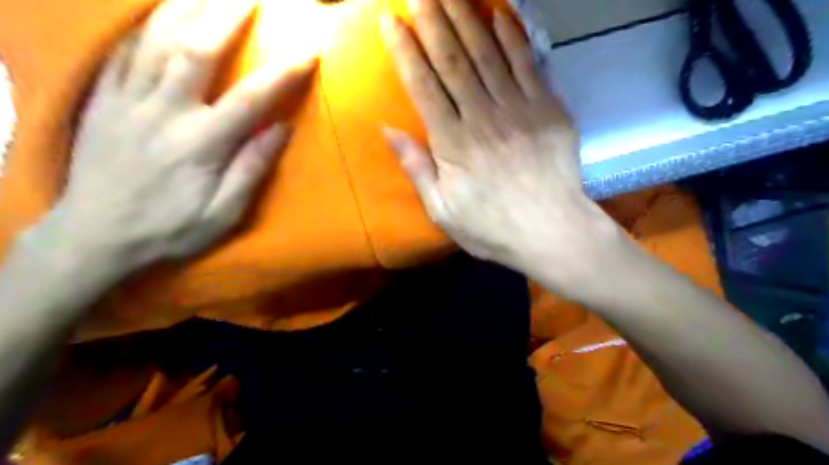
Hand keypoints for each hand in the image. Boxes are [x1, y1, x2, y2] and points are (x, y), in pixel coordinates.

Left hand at [42, 0, 319, 271]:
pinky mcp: (103, 100)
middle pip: (198, 49)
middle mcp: (164, 112)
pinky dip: (143, 24)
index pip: (251, 98)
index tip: (308, 50)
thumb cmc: (170, 229)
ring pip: (156, 39)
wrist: (95, 237)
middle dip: (228, 15)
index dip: (283, 71)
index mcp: (202, 144)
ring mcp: (128, 101)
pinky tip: (159, 11)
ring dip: (186, 7)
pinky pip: (121, 50)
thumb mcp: (223, 214)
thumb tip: (283, 129)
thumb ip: (252, 169)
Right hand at [378, 0, 618, 297]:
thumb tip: (387, 130)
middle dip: (433, 21)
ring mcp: (519, 110)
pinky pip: (529, 64)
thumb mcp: (442, 210)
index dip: (405, 50)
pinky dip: (514, 36)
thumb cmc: (491, 227)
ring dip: (467, 17)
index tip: (390, 21)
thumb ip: (416, 168)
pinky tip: (500, 13)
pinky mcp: (548, 109)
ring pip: (488, 54)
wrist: (551, 232)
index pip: (423, 86)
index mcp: (453, 143)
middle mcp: (483, 117)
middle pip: (453, 60)